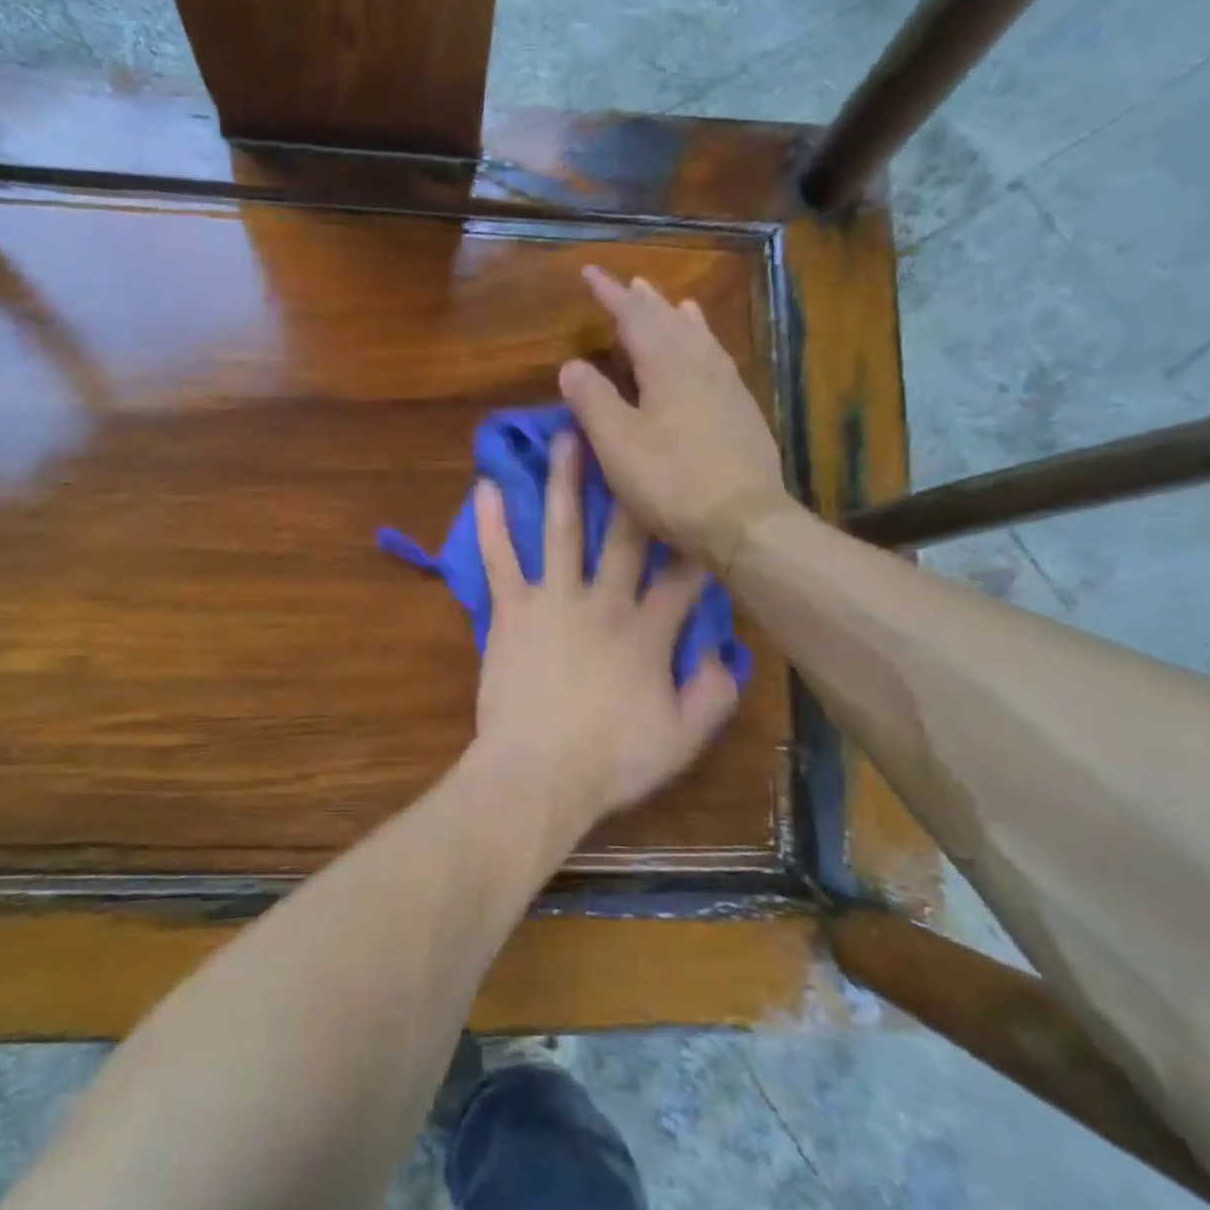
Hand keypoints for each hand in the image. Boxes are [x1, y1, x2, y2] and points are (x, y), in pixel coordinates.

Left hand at [471, 432, 741, 830]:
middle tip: (632, 433)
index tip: (703, 505)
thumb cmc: (610, 761)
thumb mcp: (681, 739)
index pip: (683, 574)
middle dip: (631, 482)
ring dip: (564, 481)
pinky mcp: (511, 611)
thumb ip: (712, 694)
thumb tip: (725, 653)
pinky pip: (500, 560)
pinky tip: (484, 486)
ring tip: (566, 435)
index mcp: (649, 632)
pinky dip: (491, 524)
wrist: (536, 775)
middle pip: (624, 533)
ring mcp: (554, 601)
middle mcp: (604, 602)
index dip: (697, 539)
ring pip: (562, 529)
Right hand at [559, 267, 796, 574]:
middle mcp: (702, 367)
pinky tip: (710, 355)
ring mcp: (729, 390)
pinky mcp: (744, 415)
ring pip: (702, 340)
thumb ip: (592, 400)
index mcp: (668, 367)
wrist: (744, 522)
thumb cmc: (671, 483)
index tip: (590, 273)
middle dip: (646, 302)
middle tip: (631, 283)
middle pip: (671, 323)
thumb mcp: (617, 444)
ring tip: (676, 303)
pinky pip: (720, 362)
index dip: (610, 295)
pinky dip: (707, 346)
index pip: (634, 318)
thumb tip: (572, 364)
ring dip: (682, 319)